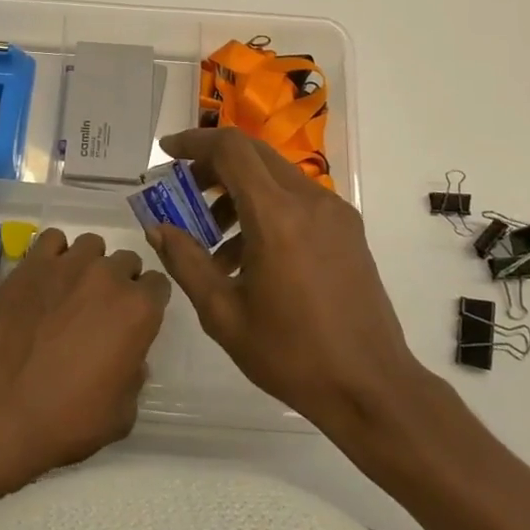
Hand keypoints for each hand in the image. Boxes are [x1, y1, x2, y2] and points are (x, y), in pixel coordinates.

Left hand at [0, 228, 170, 480]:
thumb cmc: (67, 420)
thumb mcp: (121, 415)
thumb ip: (134, 377)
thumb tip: (129, 360)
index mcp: (138, 310)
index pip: (159, 285)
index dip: (149, 303)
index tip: (136, 321)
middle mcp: (108, 276)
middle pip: (126, 261)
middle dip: (121, 282)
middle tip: (102, 311)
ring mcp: (67, 265)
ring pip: (92, 246)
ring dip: (90, 264)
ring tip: (73, 291)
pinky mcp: (31, 264)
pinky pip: (53, 240)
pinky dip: (55, 254)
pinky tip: (47, 278)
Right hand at [144, 128, 423, 430]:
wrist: (372, 387)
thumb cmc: (292, 354)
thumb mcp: (224, 314)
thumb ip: (186, 262)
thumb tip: (157, 228)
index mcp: (277, 215)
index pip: (231, 149)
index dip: (195, 142)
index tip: (167, 153)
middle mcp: (309, 199)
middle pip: (253, 154)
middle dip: (213, 165)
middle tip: (184, 192)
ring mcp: (334, 211)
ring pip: (275, 175)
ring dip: (239, 189)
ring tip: (212, 235)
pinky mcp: (347, 228)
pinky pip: (297, 199)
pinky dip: (266, 207)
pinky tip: (249, 254)